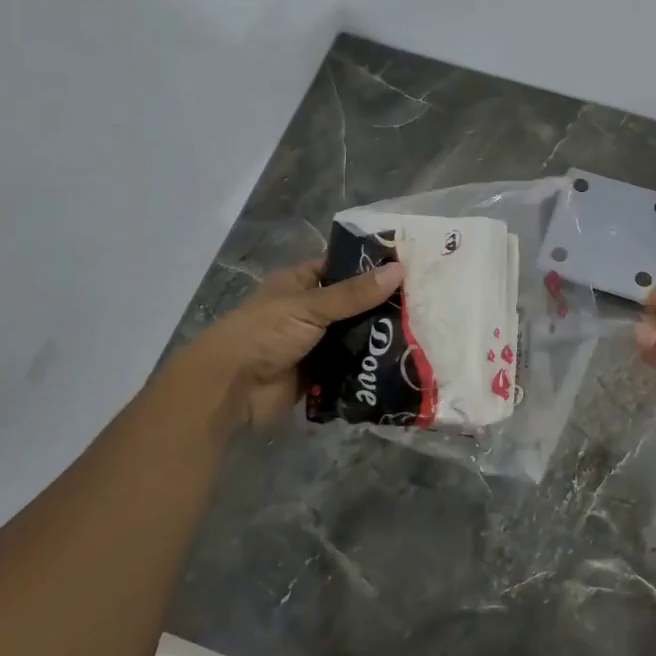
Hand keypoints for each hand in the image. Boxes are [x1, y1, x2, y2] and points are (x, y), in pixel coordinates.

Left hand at [177, 258, 404, 431]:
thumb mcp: (310, 306)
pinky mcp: (318, 375)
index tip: (407, 266)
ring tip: (420, 332)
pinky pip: (349, 367)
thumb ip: (354, 294)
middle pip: (350, 305)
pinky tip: (400, 363)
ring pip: (352, 337)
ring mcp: (312, 344)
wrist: (231, 389)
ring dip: (377, 338)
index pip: (338, 267)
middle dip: (380, 306)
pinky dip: (368, 367)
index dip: (368, 266)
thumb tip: (399, 270)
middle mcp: (306, 311)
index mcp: (297, 284)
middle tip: (424, 302)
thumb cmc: (265, 334)